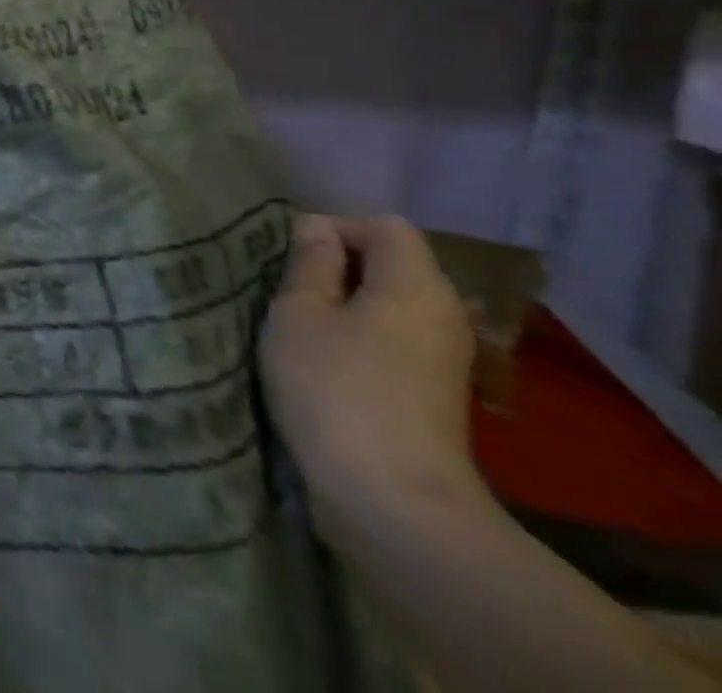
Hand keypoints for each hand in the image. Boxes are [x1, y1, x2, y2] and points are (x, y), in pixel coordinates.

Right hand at [260, 214, 484, 540]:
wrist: (392, 502)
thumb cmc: (335, 387)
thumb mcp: (299, 312)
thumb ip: (309, 263)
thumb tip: (316, 228)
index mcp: (416, 286)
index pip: (384, 226)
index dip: (335, 227)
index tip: (291, 256)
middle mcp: (443, 314)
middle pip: (392, 264)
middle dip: (336, 266)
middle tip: (286, 288)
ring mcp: (443, 359)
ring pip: (389, 304)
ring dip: (342, 304)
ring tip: (297, 322)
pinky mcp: (431, 394)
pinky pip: (392, 339)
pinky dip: (358, 336)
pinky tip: (323, 359)